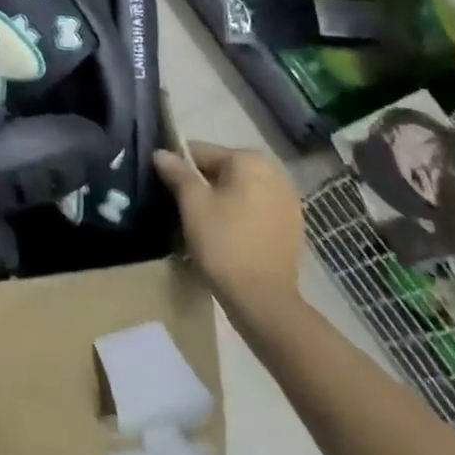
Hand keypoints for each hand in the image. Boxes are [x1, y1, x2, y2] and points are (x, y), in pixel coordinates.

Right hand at [155, 141, 303, 325]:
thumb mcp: (192, 204)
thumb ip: (176, 172)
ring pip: (239, 191)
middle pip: (222, 170)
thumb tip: (161, 153)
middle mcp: (274, 173)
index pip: (200, 152)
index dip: (178, 168)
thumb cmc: (224, 243)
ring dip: (221, 201)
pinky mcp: (292, 227)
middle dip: (201, 185)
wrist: (264, 302)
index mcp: (249, 160)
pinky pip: (255, 210)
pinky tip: (227, 236)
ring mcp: (287, 201)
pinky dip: (239, 216)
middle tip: (183, 209)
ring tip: (203, 225)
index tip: (166, 189)